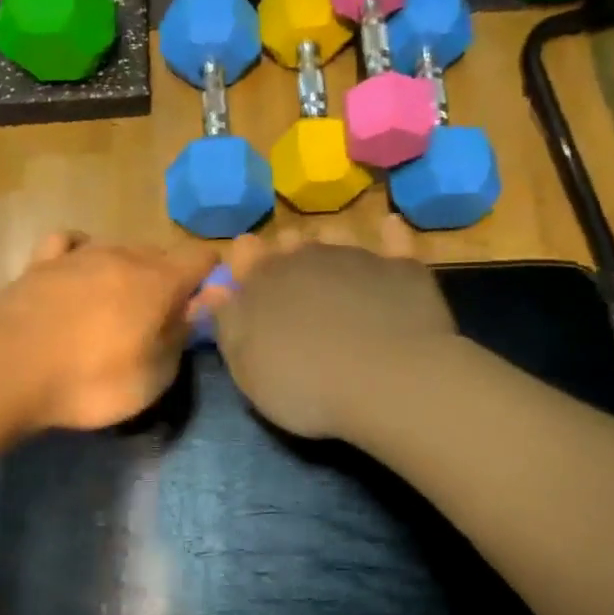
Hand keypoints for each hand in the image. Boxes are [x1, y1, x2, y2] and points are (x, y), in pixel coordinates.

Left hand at [0, 231, 218, 430]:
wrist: (7, 369)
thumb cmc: (91, 380)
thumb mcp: (154, 375)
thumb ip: (182, 333)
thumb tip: (207, 300)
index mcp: (158, 280)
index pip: (201, 258)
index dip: (213, 276)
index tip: (208, 304)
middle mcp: (122, 255)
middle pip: (160, 253)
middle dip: (168, 279)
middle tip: (160, 320)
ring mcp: (78, 255)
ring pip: (117, 249)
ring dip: (127, 271)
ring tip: (117, 306)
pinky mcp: (40, 263)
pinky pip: (69, 244)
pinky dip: (81, 254)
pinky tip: (77, 271)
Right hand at [208, 218, 456, 438]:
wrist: (388, 382)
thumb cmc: (306, 386)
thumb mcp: (248, 369)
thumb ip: (228, 326)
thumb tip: (212, 291)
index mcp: (263, 281)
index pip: (245, 255)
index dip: (245, 262)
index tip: (247, 275)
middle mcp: (307, 257)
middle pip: (290, 244)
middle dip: (287, 255)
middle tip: (292, 281)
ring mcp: (357, 257)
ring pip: (336, 236)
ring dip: (329, 244)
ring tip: (332, 265)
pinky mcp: (401, 268)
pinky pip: (394, 240)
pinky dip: (389, 235)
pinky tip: (389, 228)